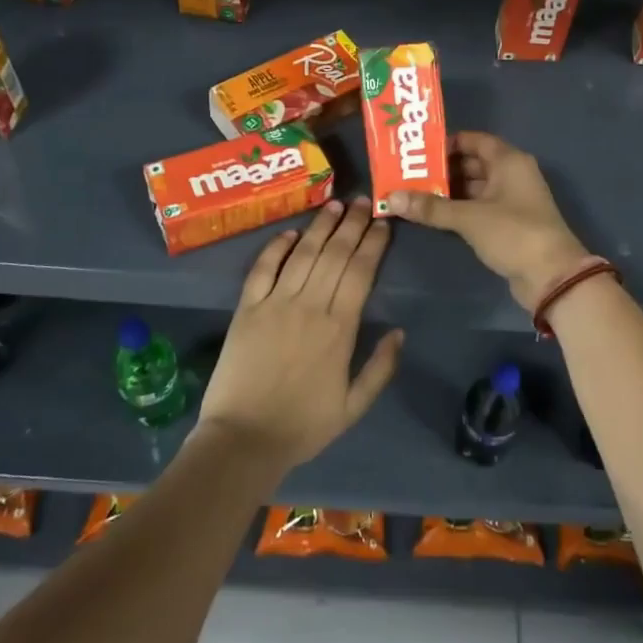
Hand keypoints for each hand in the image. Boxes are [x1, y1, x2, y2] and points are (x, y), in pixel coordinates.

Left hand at [195, 197, 401, 473]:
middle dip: (352, 224)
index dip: (373, 244)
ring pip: (303, 254)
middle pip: (335, 254)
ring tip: (335, 205)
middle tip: (364, 201)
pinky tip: (290, 232)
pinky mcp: (246, 309)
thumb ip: (380, 368)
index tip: (383, 224)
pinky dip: (276, 248)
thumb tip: (399, 331)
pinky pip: (263, 269)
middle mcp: (309, 306)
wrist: (243, 440)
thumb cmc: (303, 426)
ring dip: (320, 226)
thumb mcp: (353, 407)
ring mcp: (275, 304)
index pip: (360, 272)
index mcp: (339, 329)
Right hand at [385, 131, 588, 310]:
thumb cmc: (513, 233)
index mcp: (509, 161)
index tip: (419, 152)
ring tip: (414, 194)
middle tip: (408, 174)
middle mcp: (512, 175)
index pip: (476, 140)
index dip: (448, 143)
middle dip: (442, 169)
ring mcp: (511, 200)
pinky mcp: (508, 224)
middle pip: (473, 164)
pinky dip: (458, 209)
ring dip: (448, 191)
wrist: (551, 276)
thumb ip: (431, 208)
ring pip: (474, 188)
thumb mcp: (469, 218)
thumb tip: (393, 198)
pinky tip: (433, 215)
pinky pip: (479, 208)